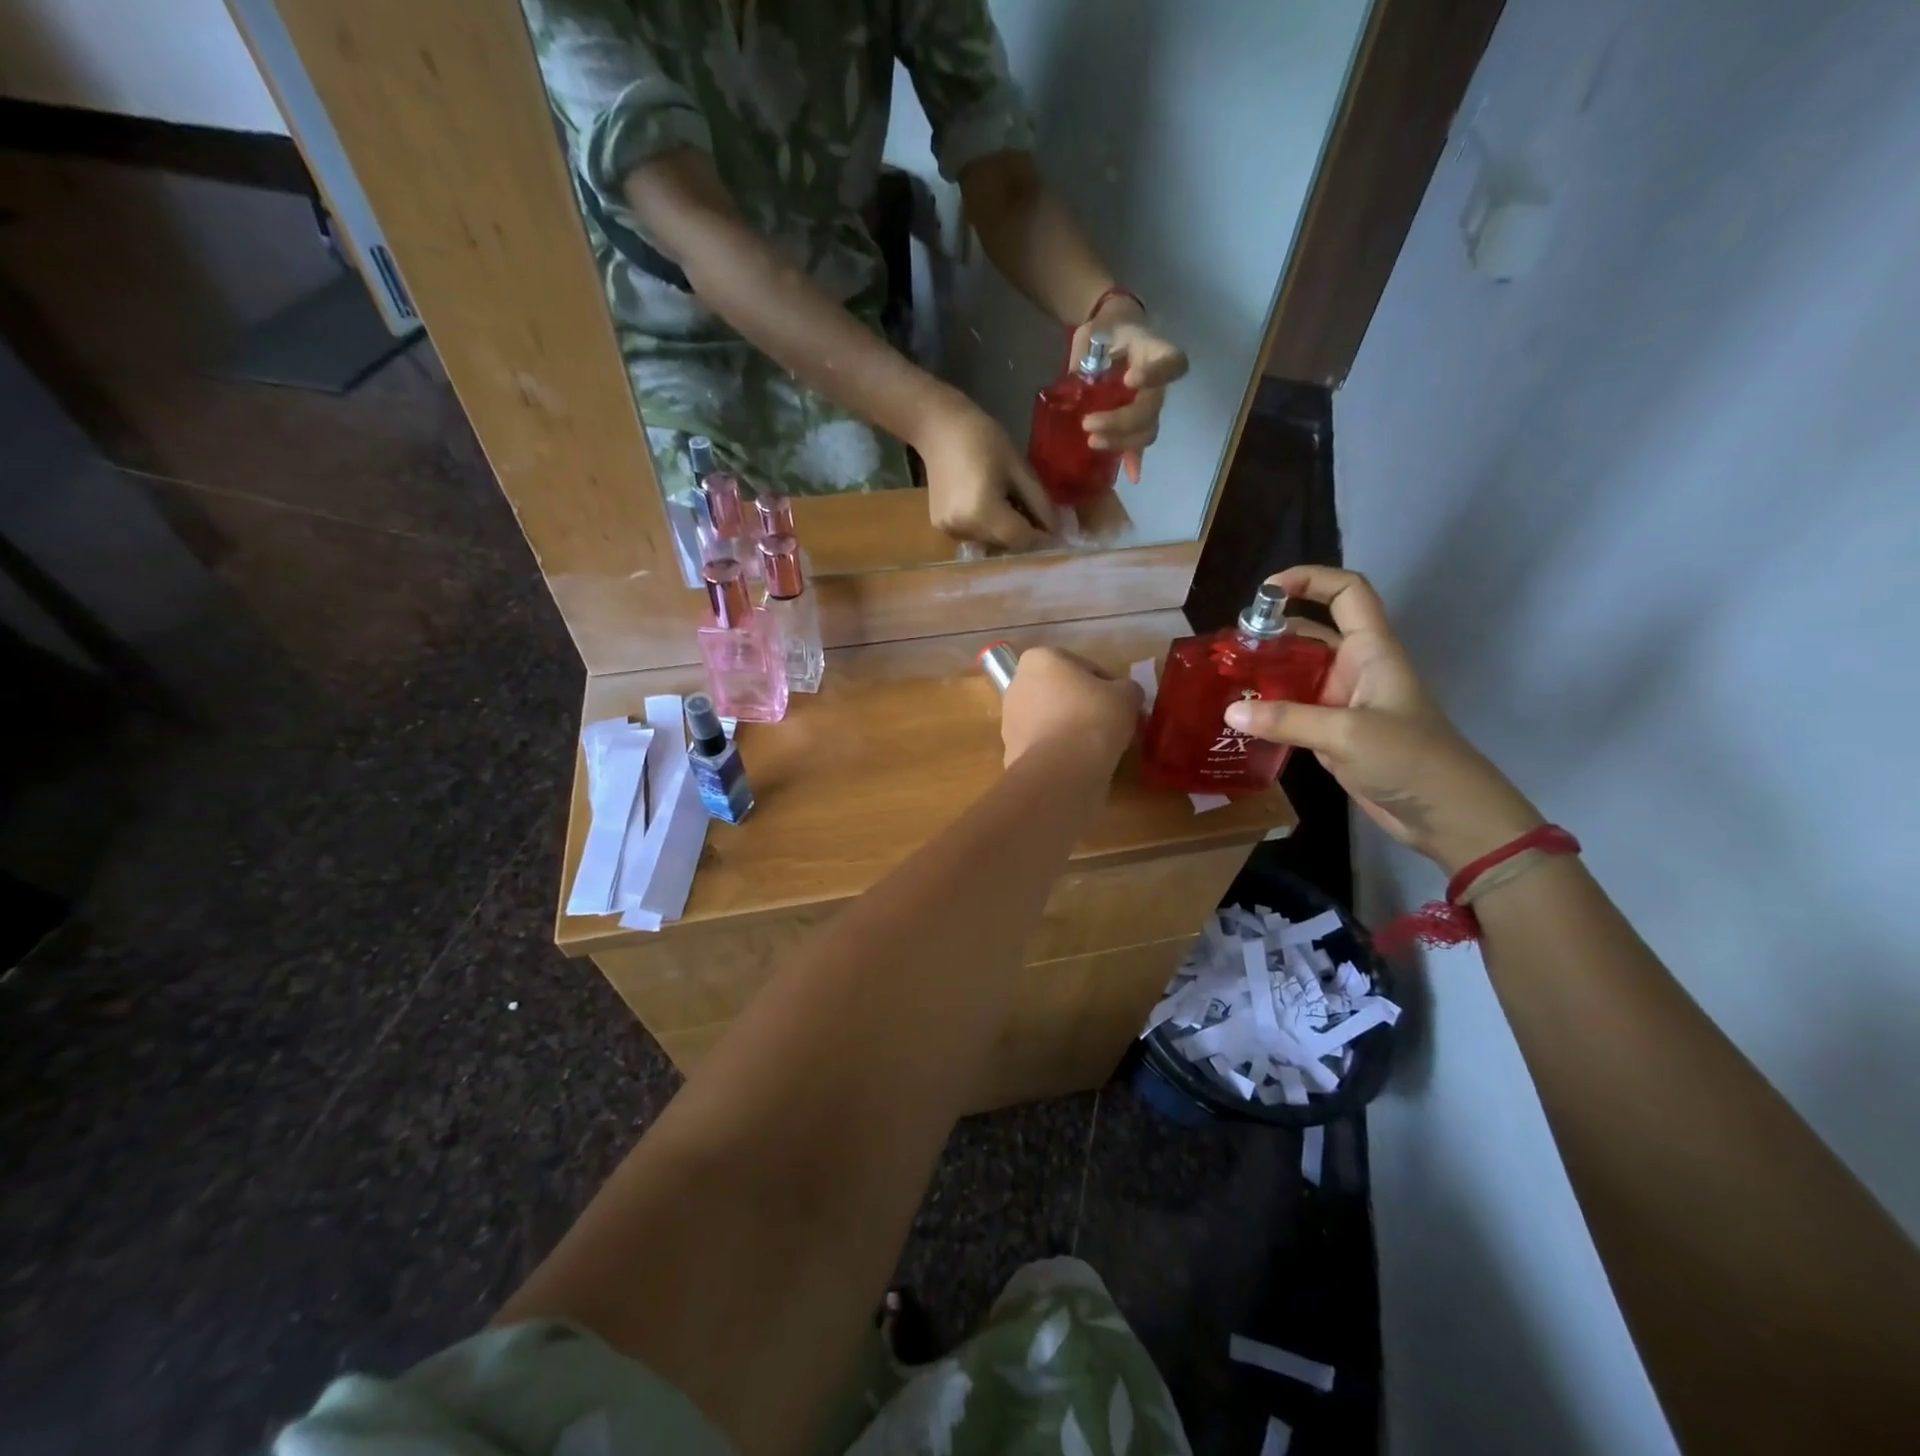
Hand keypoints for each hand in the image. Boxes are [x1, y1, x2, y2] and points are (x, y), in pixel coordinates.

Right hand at [915, 392, 1055, 549]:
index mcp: (983, 512)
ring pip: (990, 544)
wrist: (938, 428)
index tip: (1058, 530)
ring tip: (1012, 507)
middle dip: (1025, 535)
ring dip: (1006, 533)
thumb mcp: (1018, 467)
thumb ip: (1039, 502)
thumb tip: (1056, 529)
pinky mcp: (942, 528)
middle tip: (1037, 516)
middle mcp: (964, 529)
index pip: (1021, 539)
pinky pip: (974, 536)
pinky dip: (988, 528)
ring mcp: (949, 531)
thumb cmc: (983, 439)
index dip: (1042, 537)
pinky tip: (990, 506)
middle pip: (1005, 545)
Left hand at [1000, 647, 1143, 770]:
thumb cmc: (1093, 718)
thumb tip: (1125, 695)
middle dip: (1084, 706)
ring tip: (1097, 748)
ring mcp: (1010, 719)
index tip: (1122, 705)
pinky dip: (1059, 752)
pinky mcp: (1011, 751)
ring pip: (1051, 720)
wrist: (1060, 769)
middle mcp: (1017, 684)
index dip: (1109, 686)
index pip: (1085, 667)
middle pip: (1063, 693)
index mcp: (1040, 659)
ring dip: (1071, 729)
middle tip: (1111, 725)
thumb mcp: (1127, 696)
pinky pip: (1044, 746)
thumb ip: (1127, 689)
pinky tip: (1079, 764)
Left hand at [1071, 295, 1188, 483]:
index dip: (1156, 374)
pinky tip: (1131, 475)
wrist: (1109, 333)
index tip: (1130, 380)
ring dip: (1121, 441)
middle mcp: (1158, 381)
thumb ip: (1086, 361)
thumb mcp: (1091, 336)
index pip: (1171, 363)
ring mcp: (1150, 402)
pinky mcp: (1139, 420)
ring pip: (1147, 429)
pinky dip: (1135, 460)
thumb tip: (1076, 389)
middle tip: (1088, 424)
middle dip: (1121, 421)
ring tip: (1092, 442)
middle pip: (1151, 408)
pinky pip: (1140, 443)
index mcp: (1152, 352)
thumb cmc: (1102, 332)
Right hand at [1221, 566, 1542, 874]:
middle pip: (1311, 633)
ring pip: (1297, 674)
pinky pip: (1293, 710)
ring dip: (1264, 674)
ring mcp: (1343, 702)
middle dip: (1271, 633)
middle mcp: (1356, 668)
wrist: (1446, 814)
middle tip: (1228, 648)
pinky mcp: (1333, 733)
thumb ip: (1287, 720)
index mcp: (1372, 650)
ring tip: (1223, 681)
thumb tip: (1229, 713)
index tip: (1266, 591)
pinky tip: (1239, 718)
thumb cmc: (1409, 759)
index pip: (1346, 593)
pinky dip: (1268, 710)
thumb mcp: (1347, 733)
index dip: (1310, 579)